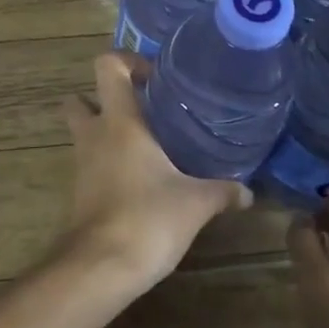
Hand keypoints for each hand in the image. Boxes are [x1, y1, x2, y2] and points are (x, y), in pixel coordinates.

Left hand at [61, 52, 249, 289]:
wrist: (101, 266)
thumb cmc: (147, 218)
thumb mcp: (196, 202)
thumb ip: (223, 191)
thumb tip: (248, 192)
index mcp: (120, 122)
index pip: (106, 66)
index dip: (126, 60)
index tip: (154, 76)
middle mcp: (94, 134)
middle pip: (81, 98)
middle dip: (104, 98)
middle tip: (143, 109)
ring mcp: (82, 163)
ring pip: (84, 132)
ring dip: (107, 132)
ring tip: (148, 144)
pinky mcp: (80, 191)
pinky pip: (91, 162)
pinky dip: (108, 161)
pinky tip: (140, 177)